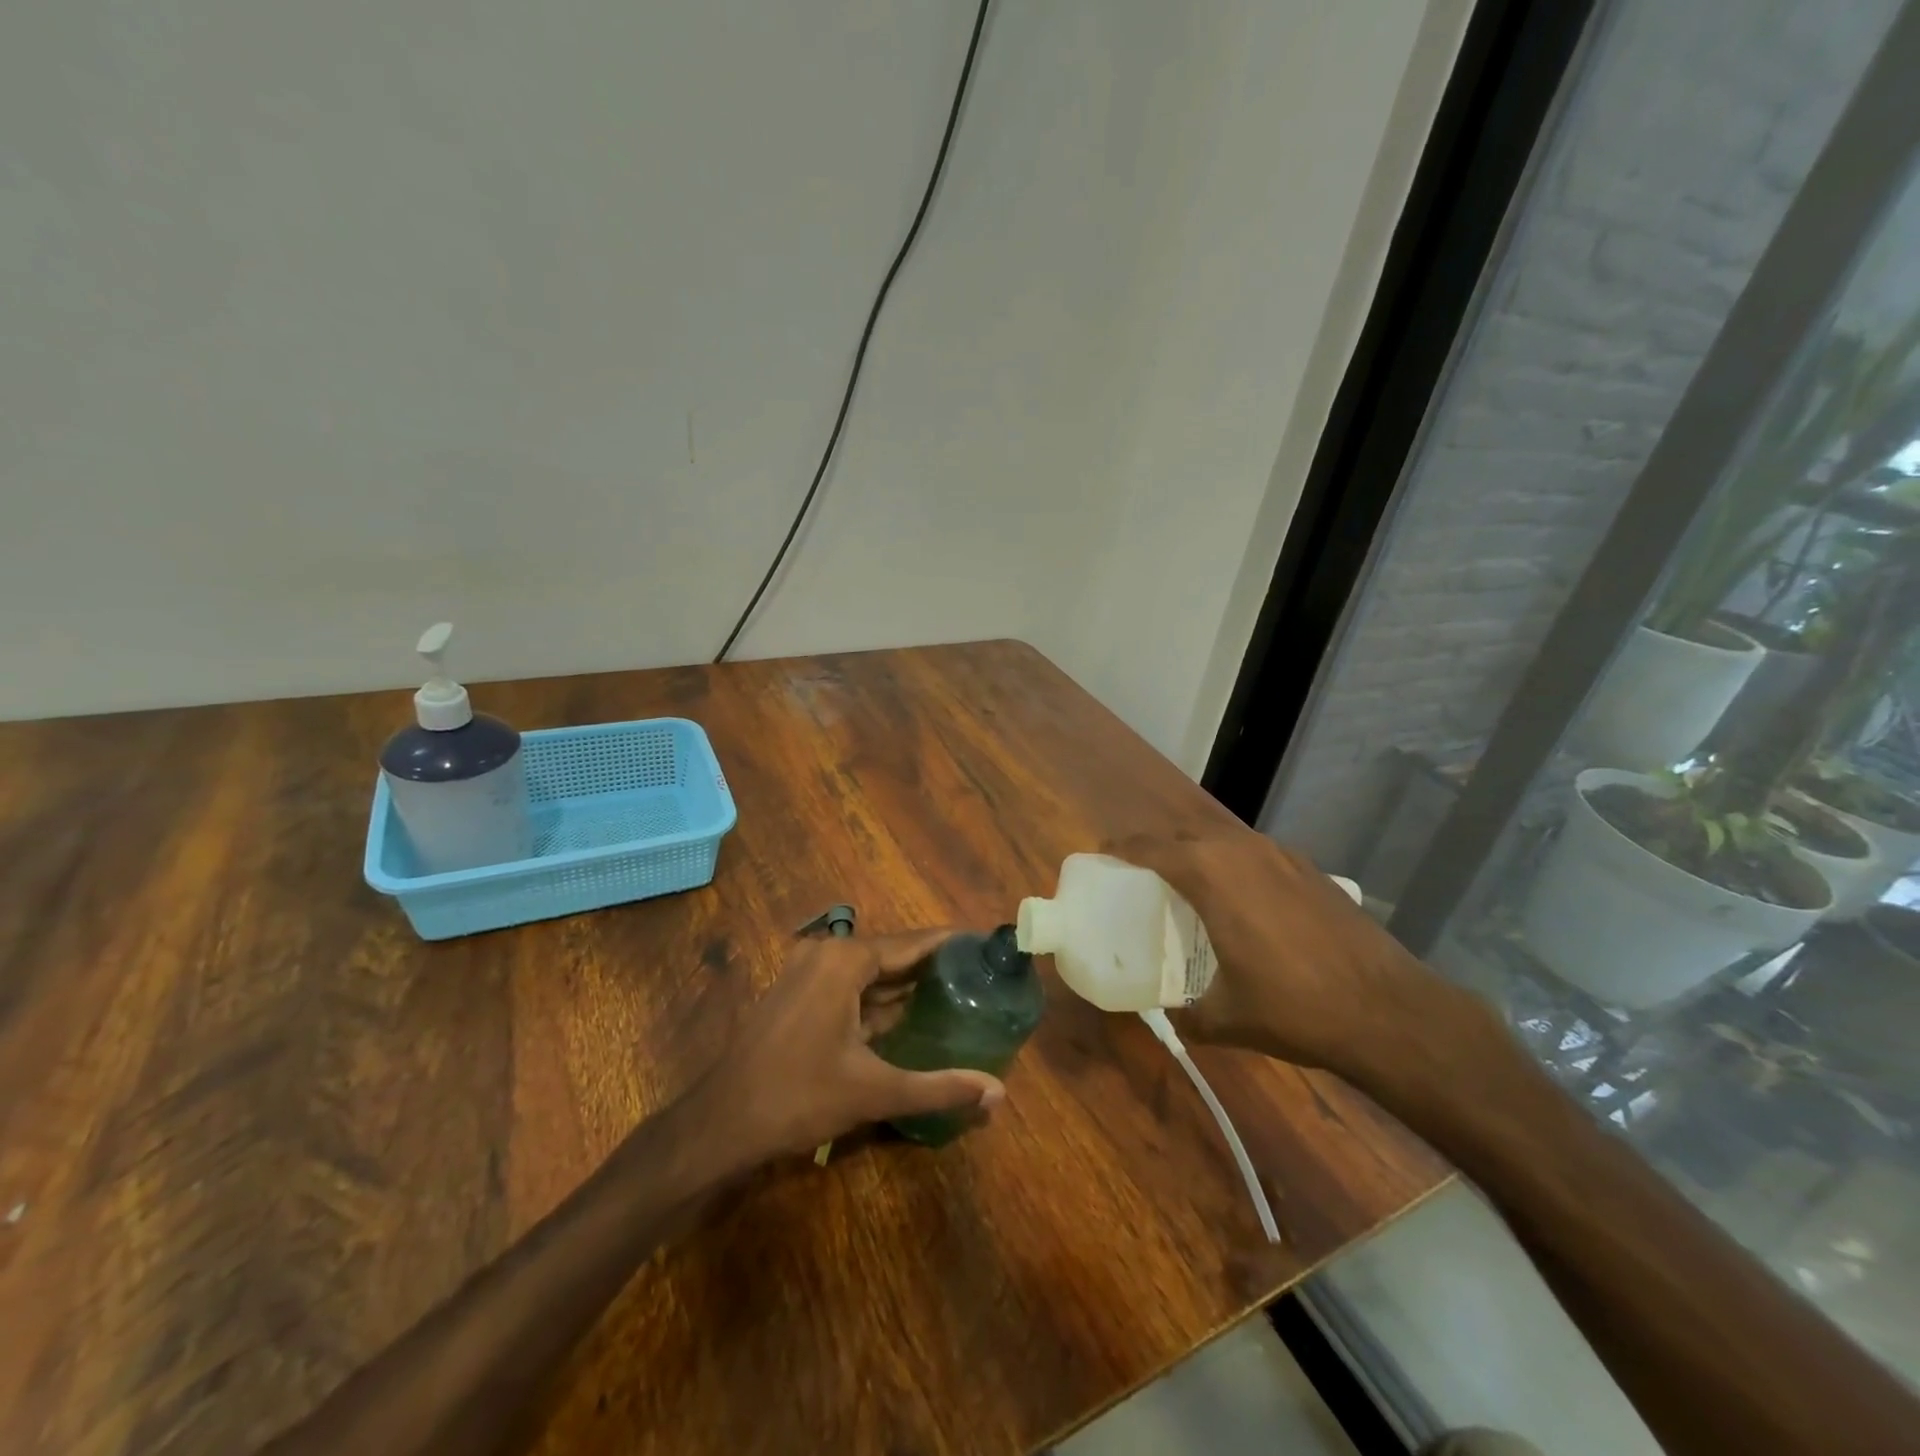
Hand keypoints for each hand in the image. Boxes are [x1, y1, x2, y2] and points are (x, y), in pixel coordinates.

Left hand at [691, 928, 1005, 1167]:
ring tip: (955, 993)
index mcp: (845, 961)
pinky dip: (878, 1000)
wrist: (719, 1123)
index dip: (951, 944)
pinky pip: (849, 987)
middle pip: (892, 955)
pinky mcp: (797, 995)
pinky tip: (908, 1018)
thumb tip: (998, 1094)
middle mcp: (826, 955)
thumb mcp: (873, 1091)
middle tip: (980, 977)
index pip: (913, 943)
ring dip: (905, 985)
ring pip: (870, 973)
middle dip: (933, 967)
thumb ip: (938, 1088)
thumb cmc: (798, 1097)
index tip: (988, 946)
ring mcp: (806, 973)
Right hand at [1107, 824, 1456, 1084]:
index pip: (1150, 847)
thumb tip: (1169, 1014)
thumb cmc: (1294, 1007)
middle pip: (1185, 835)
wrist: (1389, 1011)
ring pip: (1223, 841)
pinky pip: (1255, 854)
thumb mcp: (1226, 1018)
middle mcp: (1241, 850)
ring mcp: (1281, 855)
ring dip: (1199, 855)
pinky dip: (1235, 866)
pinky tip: (1244, 903)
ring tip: (1190, 887)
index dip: (1121, 847)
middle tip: (1143, 877)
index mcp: (1209, 873)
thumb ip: (1186, 1013)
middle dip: (1159, 849)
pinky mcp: (1310, 869)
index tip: (1104, 854)